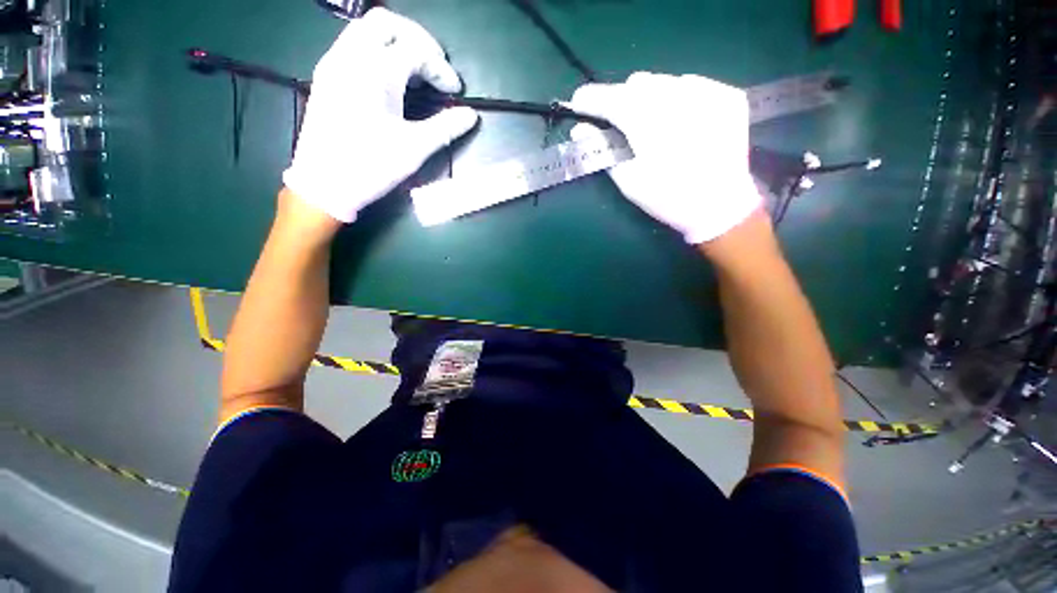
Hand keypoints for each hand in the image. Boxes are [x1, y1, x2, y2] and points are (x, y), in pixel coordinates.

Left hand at [283, 8, 479, 222]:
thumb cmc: (371, 166)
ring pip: (366, 29)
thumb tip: (471, 116)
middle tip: (437, 66)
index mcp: (375, 72)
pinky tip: (390, 79)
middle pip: (387, 23)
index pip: (416, 51)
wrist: (323, 183)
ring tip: (417, 73)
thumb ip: (445, 128)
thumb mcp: (414, 149)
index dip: (441, 69)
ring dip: (397, 43)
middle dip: (419, 40)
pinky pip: (353, 45)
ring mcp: (334, 63)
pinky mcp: (326, 76)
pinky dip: (378, 51)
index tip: (455, 93)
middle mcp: (351, 57)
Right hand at [569, 72, 761, 243]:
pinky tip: (681, 122)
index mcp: (649, 123)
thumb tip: (579, 128)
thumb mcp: (628, 182)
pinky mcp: (727, 96)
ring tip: (653, 124)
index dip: (591, 98)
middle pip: (638, 84)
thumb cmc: (667, 199)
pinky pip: (692, 85)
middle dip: (622, 99)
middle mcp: (679, 97)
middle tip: (620, 122)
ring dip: (650, 98)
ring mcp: (708, 93)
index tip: (578, 101)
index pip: (612, 99)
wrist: (721, 205)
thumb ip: (603, 150)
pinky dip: (678, 98)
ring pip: (664, 81)